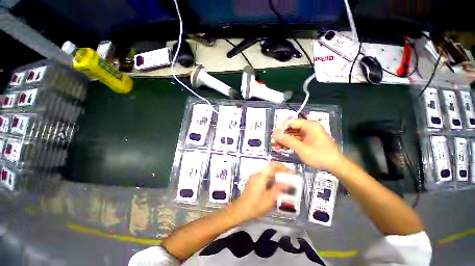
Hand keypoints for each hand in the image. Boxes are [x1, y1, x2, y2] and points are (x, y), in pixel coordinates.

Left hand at [231, 162, 288, 221]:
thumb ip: (278, 189)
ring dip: (276, 177)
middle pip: (270, 169)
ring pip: (267, 173)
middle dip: (280, 173)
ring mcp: (254, 177)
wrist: (241, 209)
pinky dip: (271, 180)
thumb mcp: (269, 199)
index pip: (272, 166)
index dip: (281, 167)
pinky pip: (264, 177)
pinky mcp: (253, 181)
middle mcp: (257, 175)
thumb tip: (287, 184)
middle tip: (288, 179)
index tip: (289, 171)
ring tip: (283, 185)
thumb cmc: (255, 206)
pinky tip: (275, 188)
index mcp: (260, 177)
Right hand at [272, 119, 341, 171]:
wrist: (335, 165)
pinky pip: (297, 138)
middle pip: (291, 127)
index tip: (274, 135)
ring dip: (285, 139)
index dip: (280, 128)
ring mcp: (310, 133)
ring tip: (276, 145)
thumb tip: (275, 135)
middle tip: (274, 141)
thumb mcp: (301, 148)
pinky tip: (283, 147)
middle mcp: (310, 126)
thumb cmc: (320, 156)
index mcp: (310, 125)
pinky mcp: (309, 138)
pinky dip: (290, 142)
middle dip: (282, 135)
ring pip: (293, 133)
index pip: (291, 122)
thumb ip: (287, 140)